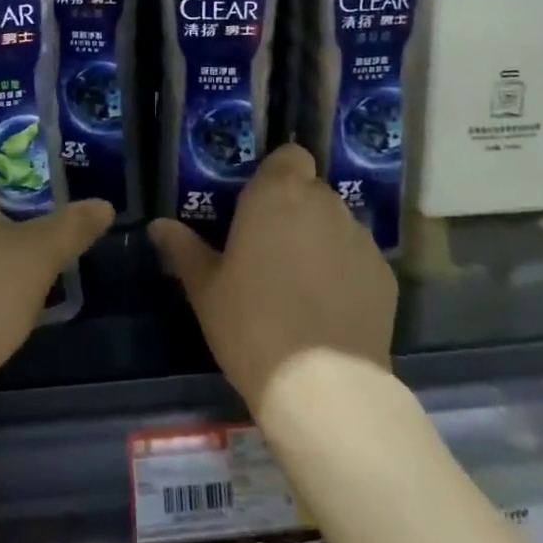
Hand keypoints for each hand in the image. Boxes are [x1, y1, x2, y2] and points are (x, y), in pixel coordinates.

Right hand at [150, 144, 396, 422]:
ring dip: (321, 238)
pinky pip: (358, 258)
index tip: (260, 203)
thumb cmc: (251, 323)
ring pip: (337, 223)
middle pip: (312, 189)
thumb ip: (183, 248)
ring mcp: (359, 239)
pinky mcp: (385, 275)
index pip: (290, 155)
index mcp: (277, 193)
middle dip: (295, 208)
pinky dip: (345, 271)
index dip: (278, 174)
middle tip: (271, 246)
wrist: (323, 387)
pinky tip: (330, 307)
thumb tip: (158, 226)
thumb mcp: (205, 288)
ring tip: (302, 281)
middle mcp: (323, 203)